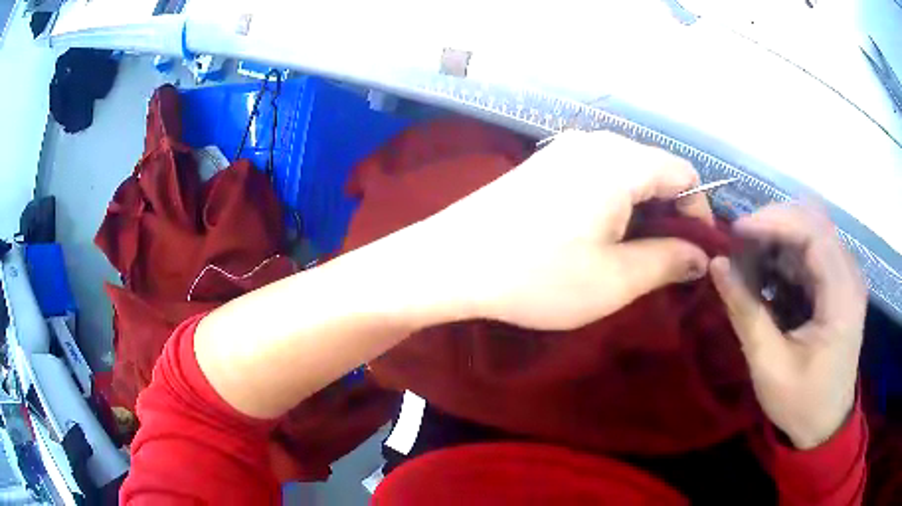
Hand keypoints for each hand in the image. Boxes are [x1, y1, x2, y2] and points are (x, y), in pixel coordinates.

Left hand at [424, 130, 712, 330]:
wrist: (449, 262)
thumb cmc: (537, 275)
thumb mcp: (615, 279)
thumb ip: (668, 262)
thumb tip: (701, 256)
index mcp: (621, 162)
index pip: (685, 175)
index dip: (698, 214)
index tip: (695, 254)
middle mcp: (596, 142)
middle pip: (656, 171)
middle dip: (669, 215)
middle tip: (664, 263)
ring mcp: (564, 149)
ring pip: (626, 173)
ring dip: (641, 212)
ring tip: (630, 255)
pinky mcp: (544, 164)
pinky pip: (597, 175)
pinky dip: (612, 203)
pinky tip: (596, 236)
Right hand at [710, 203, 866, 449]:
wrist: (825, 425)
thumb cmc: (801, 403)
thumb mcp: (770, 367)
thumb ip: (746, 314)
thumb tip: (716, 264)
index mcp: (842, 296)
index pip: (813, 232)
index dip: (774, 222)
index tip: (736, 231)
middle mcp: (849, 275)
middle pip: (813, 222)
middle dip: (773, 225)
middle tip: (738, 244)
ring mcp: (846, 276)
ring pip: (811, 231)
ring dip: (777, 240)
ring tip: (747, 262)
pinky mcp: (838, 283)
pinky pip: (811, 252)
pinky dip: (785, 256)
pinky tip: (767, 277)